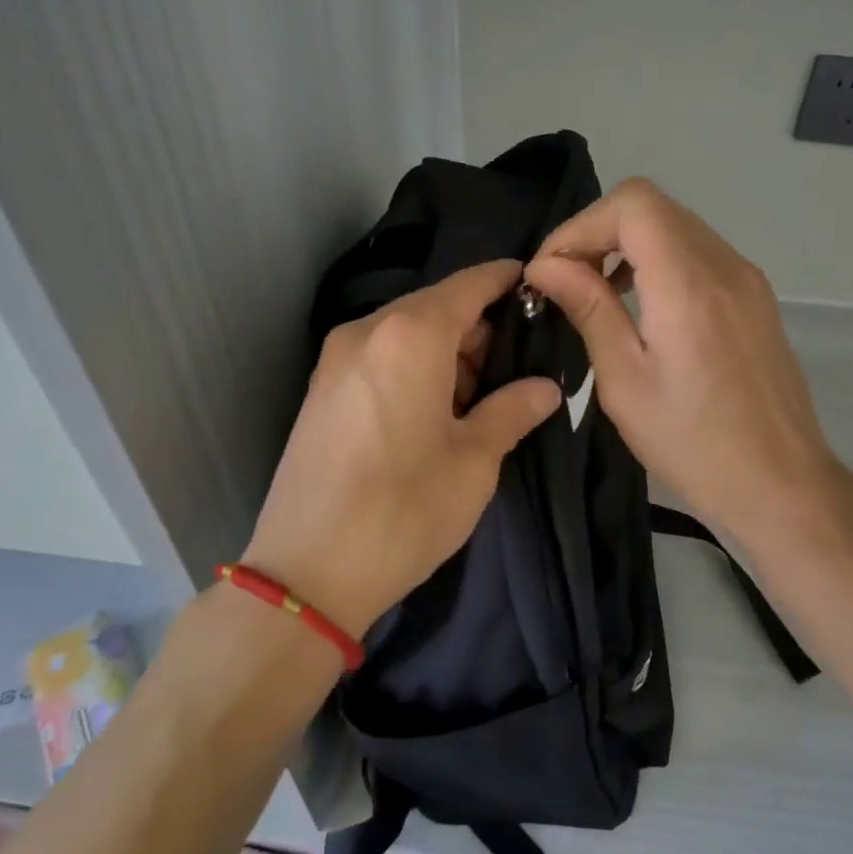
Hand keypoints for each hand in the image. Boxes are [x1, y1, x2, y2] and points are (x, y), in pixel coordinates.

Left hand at [243, 260, 561, 637]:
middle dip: (479, 328)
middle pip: (436, 307)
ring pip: (407, 332)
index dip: (506, 280)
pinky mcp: (321, 388)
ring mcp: (336, 358)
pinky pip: (380, 356)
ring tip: (478, 397)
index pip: (470, 284)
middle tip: (517, 366)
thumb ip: (513, 409)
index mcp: (411, 335)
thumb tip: (546, 387)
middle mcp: (368, 331)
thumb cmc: (404, 509)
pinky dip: (413, 366)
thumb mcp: (474, 461)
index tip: (538, 286)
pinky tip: (434, 410)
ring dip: (446, 351)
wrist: (306, 573)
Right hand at [525, 179, 852, 549]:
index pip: (633, 204)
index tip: (552, 270)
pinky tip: (641, 304)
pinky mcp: (755, 296)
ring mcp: (747, 278)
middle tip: (565, 281)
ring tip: (597, 292)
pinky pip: (697, 251)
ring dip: (627, 244)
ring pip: (675, 224)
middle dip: (598, 231)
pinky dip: (658, 259)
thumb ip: (588, 309)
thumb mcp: (626, 382)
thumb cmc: (694, 445)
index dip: (582, 225)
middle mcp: (724, 265)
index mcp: (689, 285)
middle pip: (652, 206)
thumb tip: (545, 265)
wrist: (782, 486)